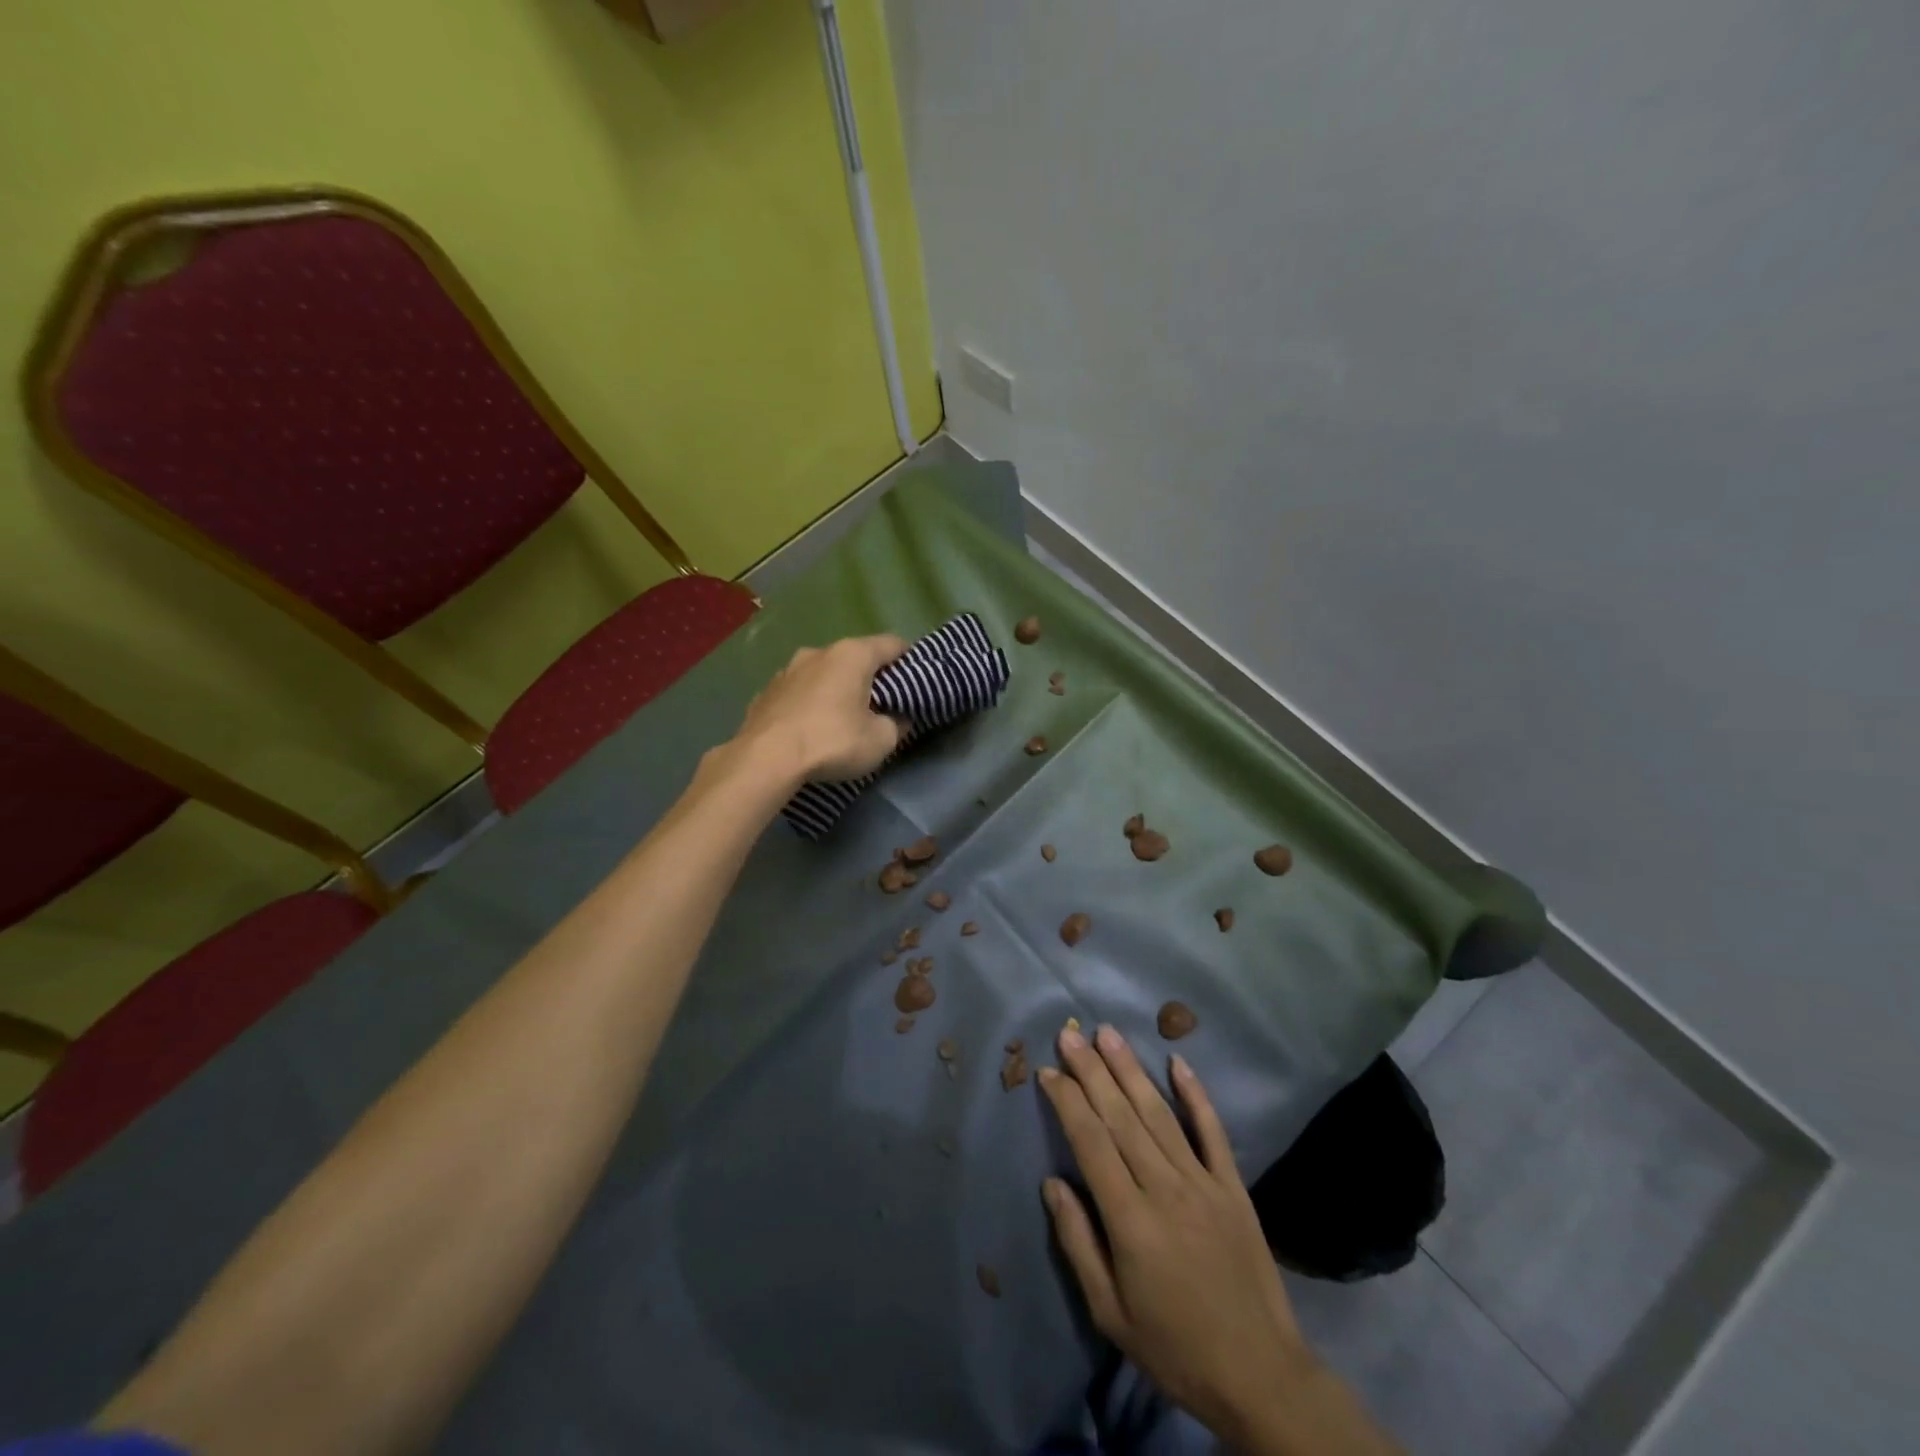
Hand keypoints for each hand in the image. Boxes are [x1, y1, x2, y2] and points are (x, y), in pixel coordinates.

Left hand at [733, 635, 908, 783]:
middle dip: (871, 676)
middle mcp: (818, 652)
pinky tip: (810, 726)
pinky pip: (798, 692)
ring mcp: (787, 670)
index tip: (917, 679)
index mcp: (852, 655)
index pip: (893, 644)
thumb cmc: (832, 742)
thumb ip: (897, 724)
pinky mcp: (765, 692)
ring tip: (843, 716)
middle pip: (855, 657)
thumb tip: (898, 718)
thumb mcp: (881, 740)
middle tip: (883, 702)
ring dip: (836, 688)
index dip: (909, 659)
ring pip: (823, 673)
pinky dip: (810, 703)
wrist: (765, 760)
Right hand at [1040, 1026, 1343, 1453]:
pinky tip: (1178, 1061)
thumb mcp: (1110, 1311)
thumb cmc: (1174, 1347)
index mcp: (1131, 1219)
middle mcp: (1165, 1188)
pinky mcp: (1233, 1186)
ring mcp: (1203, 1182)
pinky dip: (1196, 1094)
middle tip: (1069, 1035)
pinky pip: (1212, 1131)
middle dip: (1091, 1071)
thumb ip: (1078, 1243)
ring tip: (1107, 1034)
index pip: (1090, 1142)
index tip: (1047, 1071)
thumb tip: (1052, 1182)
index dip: (1067, 1102)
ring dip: (1130, 1070)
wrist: (1261, 1376)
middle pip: (1121, 1116)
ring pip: (1159, 1113)